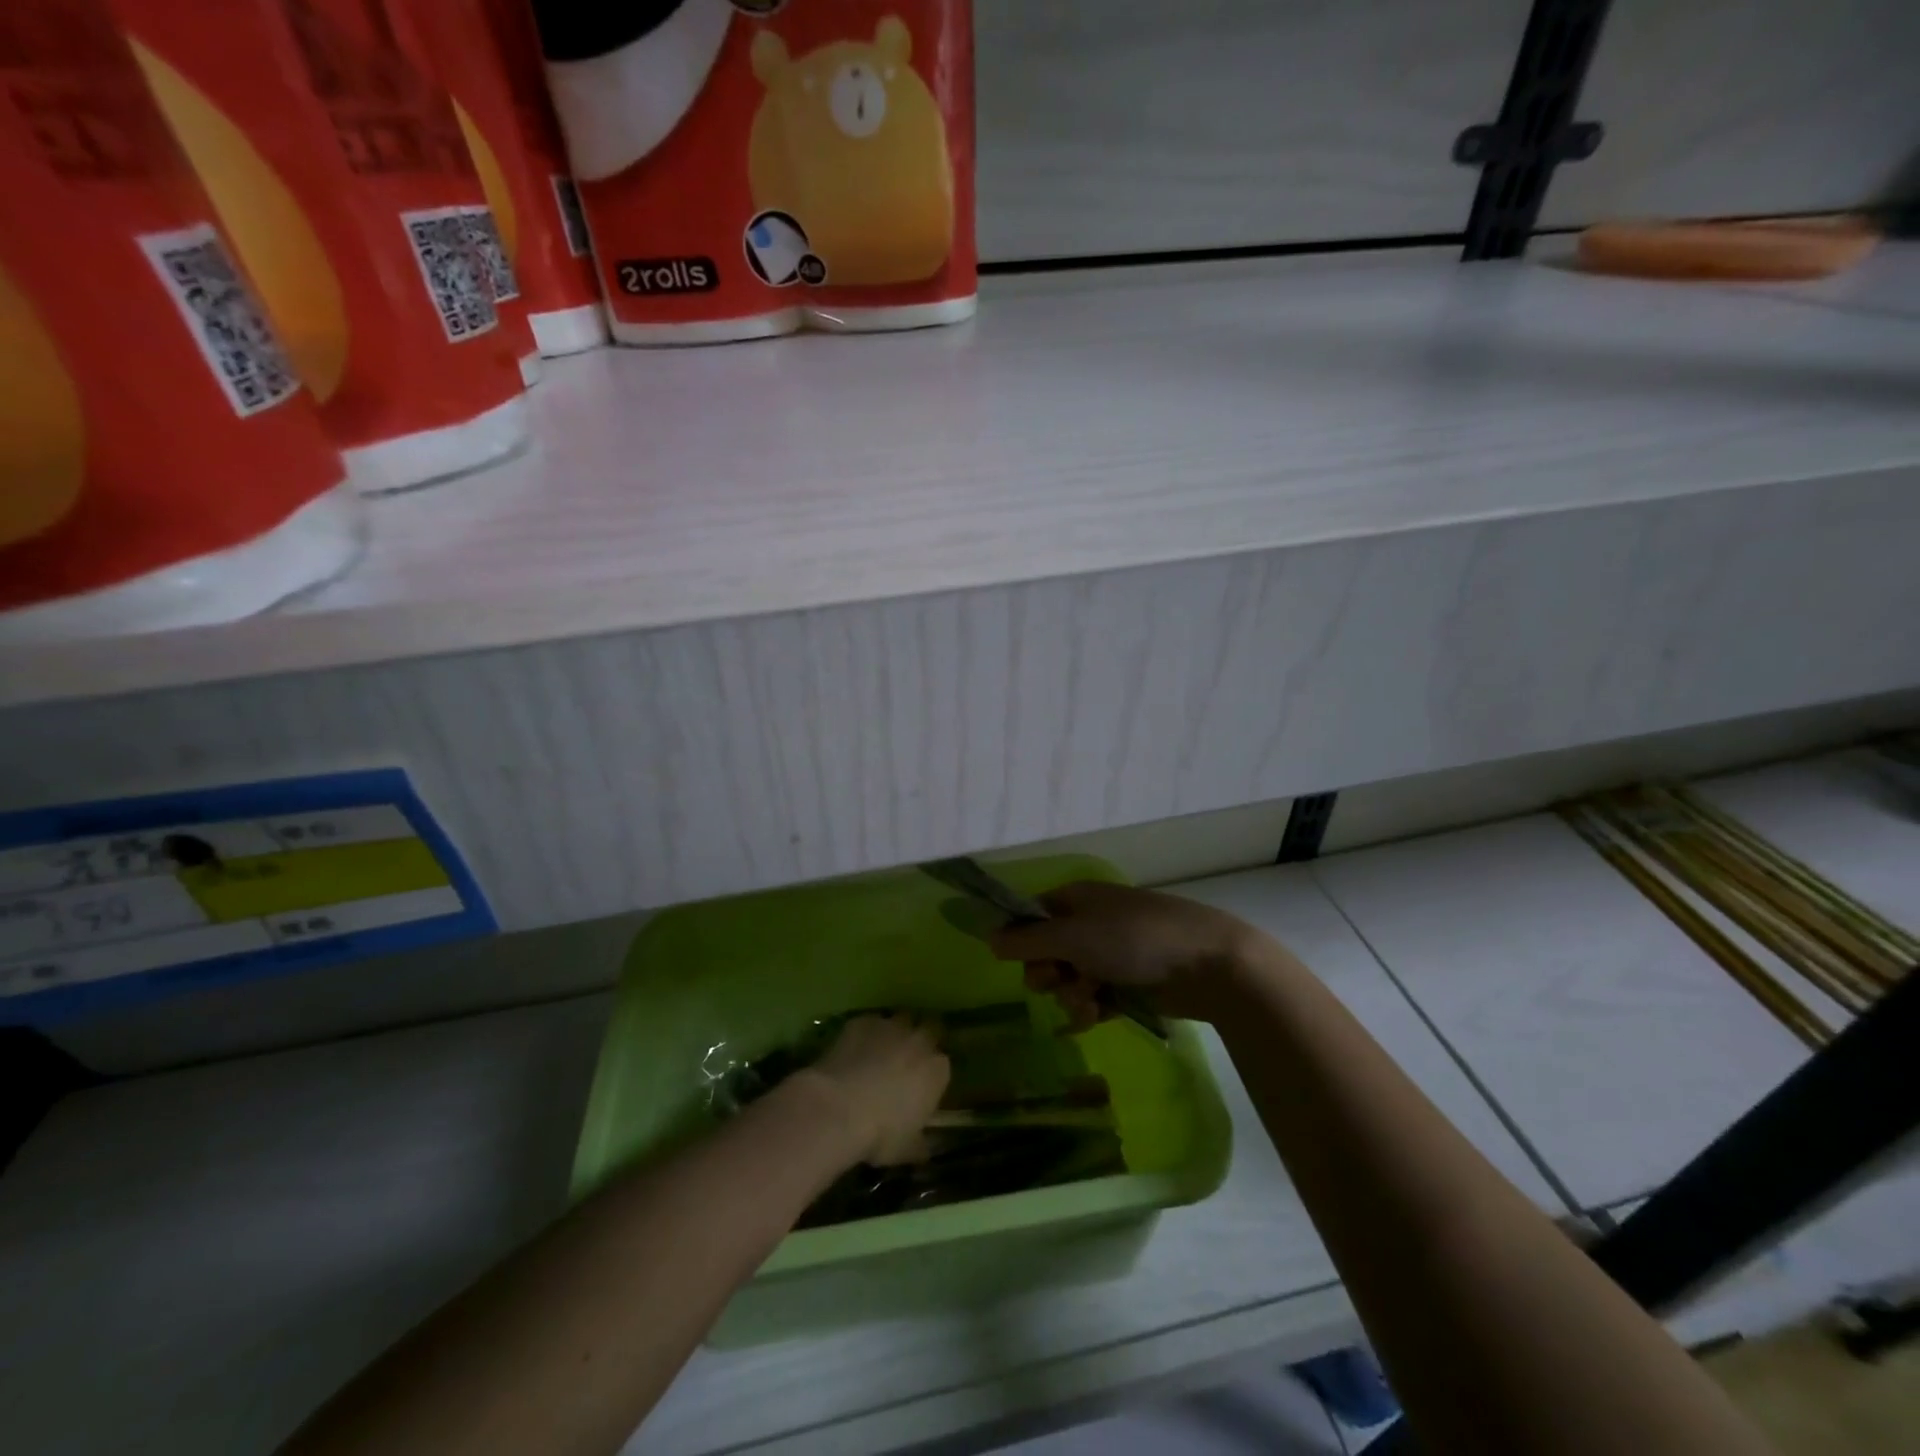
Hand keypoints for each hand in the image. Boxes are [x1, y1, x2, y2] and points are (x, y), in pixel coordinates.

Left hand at [800, 1013, 949, 1165]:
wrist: (838, 1109)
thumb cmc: (880, 1134)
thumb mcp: (907, 1149)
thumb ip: (920, 1145)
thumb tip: (925, 1150)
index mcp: (936, 1070)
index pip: (942, 1065)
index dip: (931, 1074)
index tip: (921, 1087)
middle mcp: (919, 1040)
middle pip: (927, 1031)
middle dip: (919, 1042)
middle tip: (904, 1061)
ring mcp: (890, 1026)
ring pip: (898, 1022)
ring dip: (893, 1035)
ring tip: (877, 1055)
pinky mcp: (862, 1021)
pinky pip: (869, 1024)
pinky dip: (864, 1035)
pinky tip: (852, 1053)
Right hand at [988, 881, 1259, 1028]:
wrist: (1207, 963)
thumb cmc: (1134, 939)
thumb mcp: (1073, 936)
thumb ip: (1027, 941)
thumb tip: (988, 939)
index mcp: (1075, 899)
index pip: (1031, 917)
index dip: (1021, 940)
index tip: (1020, 960)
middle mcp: (1090, 923)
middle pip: (1046, 952)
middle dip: (1048, 973)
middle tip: (1060, 980)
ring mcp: (1111, 954)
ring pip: (1069, 979)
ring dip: (1072, 995)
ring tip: (1091, 1003)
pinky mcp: (1128, 983)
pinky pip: (1094, 997)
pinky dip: (1093, 1008)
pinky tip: (1099, 1017)